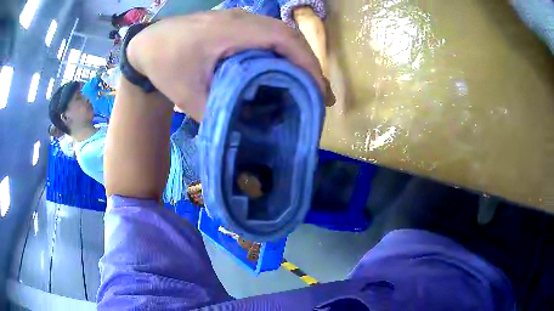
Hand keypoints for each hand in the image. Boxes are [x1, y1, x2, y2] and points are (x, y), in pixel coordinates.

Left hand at [126, 10, 332, 120]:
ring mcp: (239, 18)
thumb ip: (219, 112)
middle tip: (317, 93)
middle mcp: (242, 19)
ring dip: (297, 56)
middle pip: (289, 34)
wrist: (147, 44)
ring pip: (280, 32)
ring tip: (305, 83)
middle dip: (309, 63)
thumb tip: (247, 128)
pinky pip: (267, 33)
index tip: (318, 91)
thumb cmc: (164, 64)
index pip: (285, 40)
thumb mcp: (188, 94)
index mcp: (233, 31)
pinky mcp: (234, 23)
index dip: (308, 64)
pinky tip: (281, 69)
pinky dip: (281, 51)